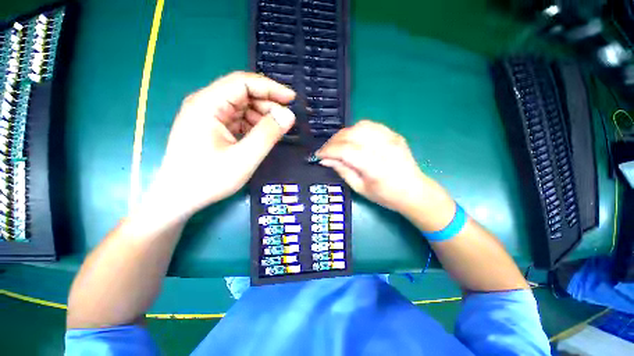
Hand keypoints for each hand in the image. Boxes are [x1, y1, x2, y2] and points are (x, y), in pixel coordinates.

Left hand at [144, 72, 295, 220]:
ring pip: (241, 107)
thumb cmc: (208, 179)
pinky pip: (237, 119)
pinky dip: (253, 125)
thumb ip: (267, 135)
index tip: (292, 99)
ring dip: (261, 116)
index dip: (270, 88)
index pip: (243, 83)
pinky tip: (261, 136)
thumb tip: (289, 115)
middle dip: (267, 104)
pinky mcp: (212, 128)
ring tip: (276, 130)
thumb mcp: (244, 158)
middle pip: (242, 94)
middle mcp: (205, 105)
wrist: (178, 198)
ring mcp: (208, 117)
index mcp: (207, 105)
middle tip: (286, 120)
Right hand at [316, 120, 450, 219]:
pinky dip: (356, 130)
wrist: (414, 191)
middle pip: (351, 134)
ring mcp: (391, 138)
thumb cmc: (385, 195)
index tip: (318, 155)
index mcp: (375, 167)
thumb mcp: (360, 188)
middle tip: (326, 150)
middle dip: (333, 141)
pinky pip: (370, 125)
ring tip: (338, 144)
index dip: (328, 150)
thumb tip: (325, 160)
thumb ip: (342, 171)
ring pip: (360, 126)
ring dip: (344, 134)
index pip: (346, 150)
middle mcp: (383, 148)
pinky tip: (352, 139)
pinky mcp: (393, 134)